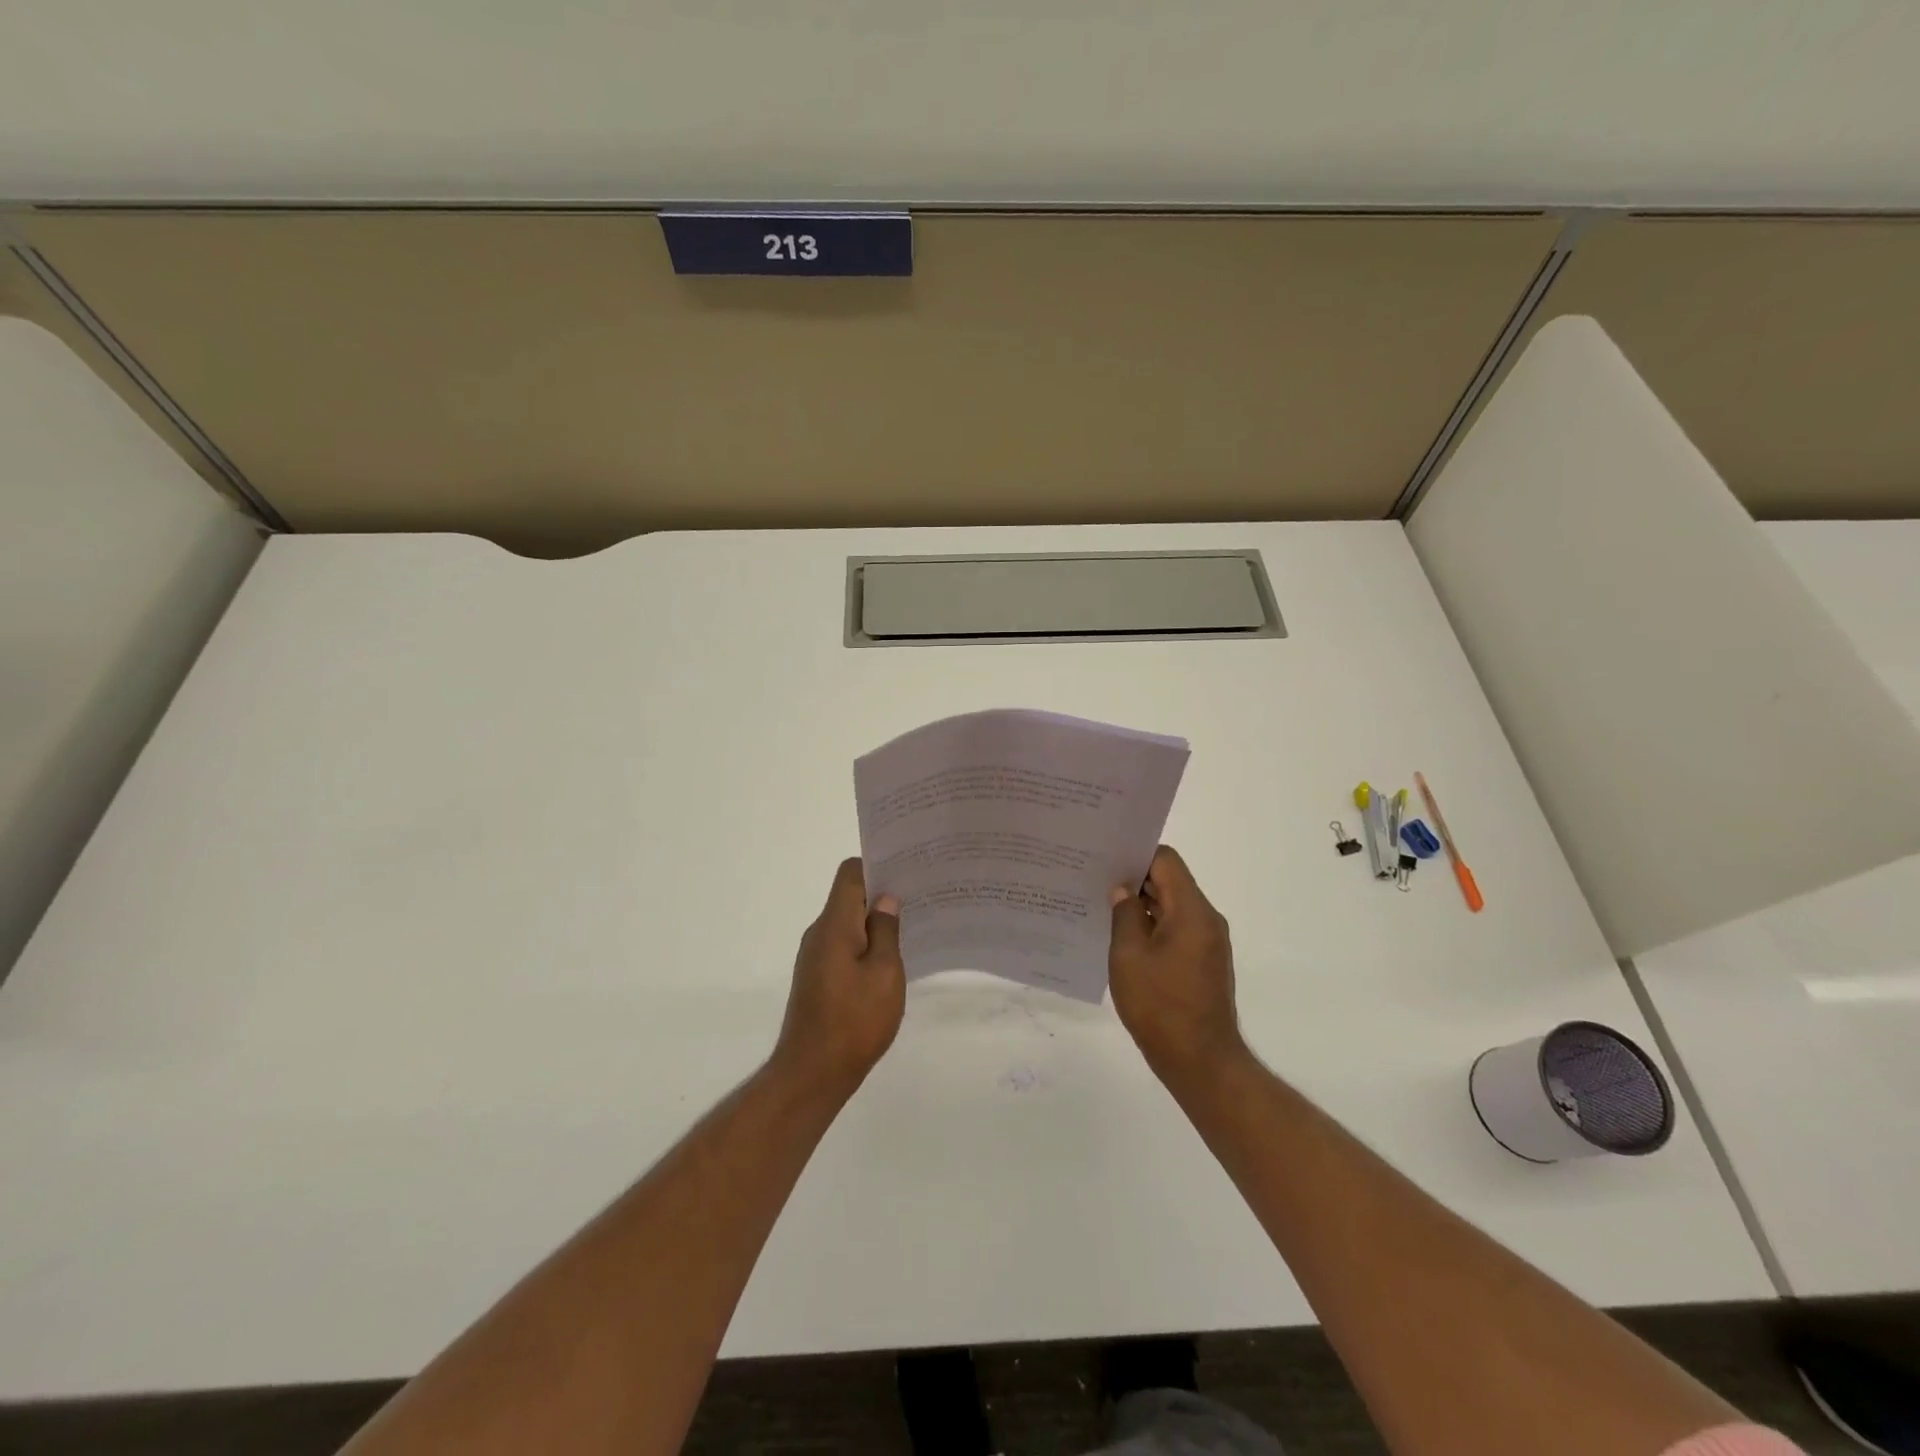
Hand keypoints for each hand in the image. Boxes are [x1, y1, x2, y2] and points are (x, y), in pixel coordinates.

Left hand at [773, 858, 905, 1098]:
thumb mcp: (885, 973)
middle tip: (919, 898)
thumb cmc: (854, 1021)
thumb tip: (886, 899)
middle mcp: (819, 934)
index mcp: (834, 925)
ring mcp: (815, 957)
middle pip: (848, 897)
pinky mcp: (817, 979)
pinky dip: (866, 945)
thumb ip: (886, 931)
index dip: (877, 865)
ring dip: (875, 923)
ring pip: (848, 924)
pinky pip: (844, 946)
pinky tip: (890, 962)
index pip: (850, 874)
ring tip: (912, 928)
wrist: (812, 1074)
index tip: (907, 871)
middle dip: (881, 894)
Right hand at [1109, 845, 1247, 1086]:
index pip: (1166, 861)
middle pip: (1170, 881)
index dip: (1135, 855)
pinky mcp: (1203, 962)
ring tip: (1103, 908)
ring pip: (1172, 906)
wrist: (1200, 1062)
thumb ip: (1124, 914)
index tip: (1105, 860)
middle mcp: (1206, 920)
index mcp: (1192, 911)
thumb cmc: (1160, 1006)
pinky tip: (1123, 938)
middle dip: (1135, 879)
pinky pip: (1176, 929)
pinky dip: (1152, 926)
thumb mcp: (1129, 956)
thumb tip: (1122, 890)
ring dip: (1142, 905)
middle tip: (1095, 880)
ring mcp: (1207, 942)